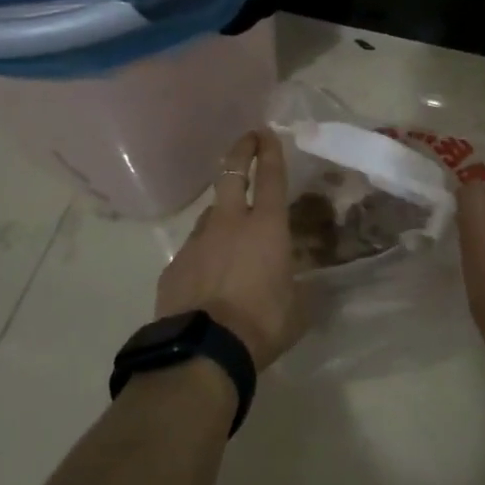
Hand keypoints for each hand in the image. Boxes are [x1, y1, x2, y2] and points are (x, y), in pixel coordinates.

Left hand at [156, 130, 303, 371]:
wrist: (202, 352)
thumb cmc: (261, 324)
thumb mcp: (298, 309)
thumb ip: (304, 291)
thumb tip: (311, 289)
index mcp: (267, 228)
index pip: (272, 178)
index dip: (271, 152)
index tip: (268, 133)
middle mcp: (230, 224)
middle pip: (232, 174)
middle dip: (241, 151)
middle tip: (247, 139)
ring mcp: (197, 242)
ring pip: (211, 214)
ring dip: (222, 213)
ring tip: (231, 231)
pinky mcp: (174, 265)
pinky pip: (193, 250)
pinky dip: (204, 254)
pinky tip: (208, 276)